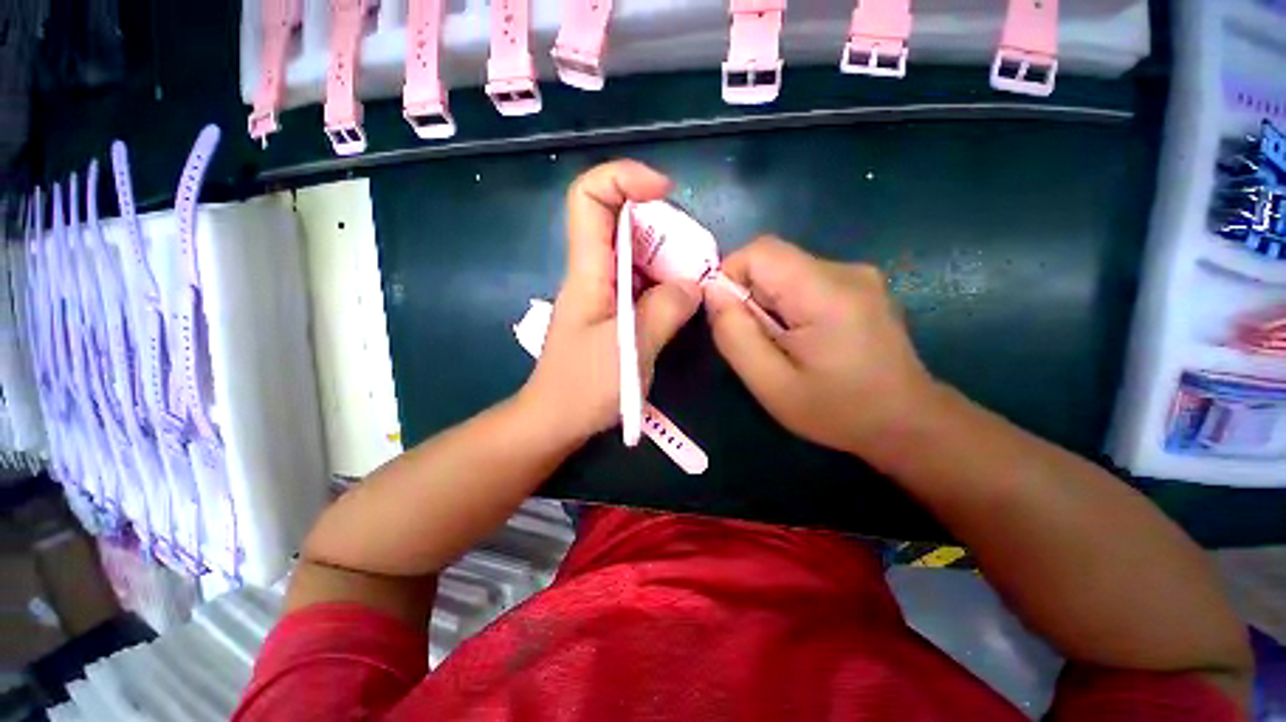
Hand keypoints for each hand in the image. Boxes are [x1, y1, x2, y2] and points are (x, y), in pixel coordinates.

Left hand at [521, 161, 700, 442]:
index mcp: (588, 271)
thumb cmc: (583, 387)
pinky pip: (641, 284)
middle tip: (695, 254)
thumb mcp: (630, 348)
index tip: (665, 191)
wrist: (555, 421)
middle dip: (662, 226)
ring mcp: (604, 294)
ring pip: (636, 254)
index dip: (624, 178)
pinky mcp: (614, 313)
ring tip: (696, 281)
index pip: (589, 198)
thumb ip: (665, 310)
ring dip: (668, 259)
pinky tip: (683, 301)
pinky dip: (664, 284)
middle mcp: (594, 273)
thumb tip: (693, 285)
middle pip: (621, 221)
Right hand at [705, 237, 935, 458]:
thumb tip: (713, 292)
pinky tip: (804, 339)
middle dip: (750, 297)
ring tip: (784, 345)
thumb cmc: (837, 410)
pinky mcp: (861, 286)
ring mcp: (858, 275)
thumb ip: (735, 335)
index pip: (759, 251)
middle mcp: (845, 270)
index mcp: (825, 292)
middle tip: (760, 342)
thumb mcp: (771, 384)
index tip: (730, 318)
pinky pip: (805, 281)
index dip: (731, 277)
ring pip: (787, 272)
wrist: (907, 423)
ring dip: (769, 304)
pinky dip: (789, 305)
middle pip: (773, 261)